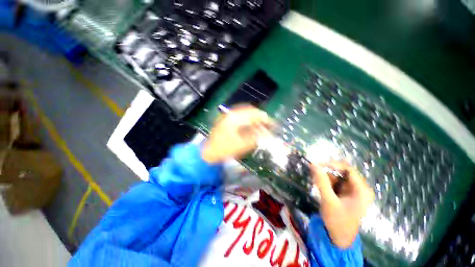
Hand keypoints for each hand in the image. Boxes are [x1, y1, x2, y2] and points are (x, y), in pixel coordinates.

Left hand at [201, 106, 272, 163]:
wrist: (209, 153)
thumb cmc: (225, 149)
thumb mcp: (242, 145)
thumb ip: (256, 138)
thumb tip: (268, 134)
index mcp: (234, 118)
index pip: (253, 113)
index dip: (264, 118)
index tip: (272, 123)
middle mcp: (231, 114)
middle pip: (249, 112)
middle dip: (260, 118)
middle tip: (267, 125)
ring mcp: (228, 117)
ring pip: (245, 115)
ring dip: (254, 120)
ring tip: (261, 128)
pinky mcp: (226, 121)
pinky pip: (240, 119)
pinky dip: (248, 123)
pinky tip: (251, 128)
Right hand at [311, 161, 373, 248]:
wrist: (338, 238)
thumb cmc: (337, 221)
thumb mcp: (328, 200)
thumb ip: (321, 182)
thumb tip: (313, 164)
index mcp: (361, 190)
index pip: (348, 169)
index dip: (332, 164)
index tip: (317, 165)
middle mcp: (358, 188)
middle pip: (342, 172)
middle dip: (327, 172)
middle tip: (314, 173)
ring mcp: (352, 191)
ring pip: (337, 177)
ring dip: (325, 177)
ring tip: (315, 181)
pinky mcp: (345, 193)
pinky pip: (334, 182)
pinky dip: (326, 182)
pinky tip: (319, 186)